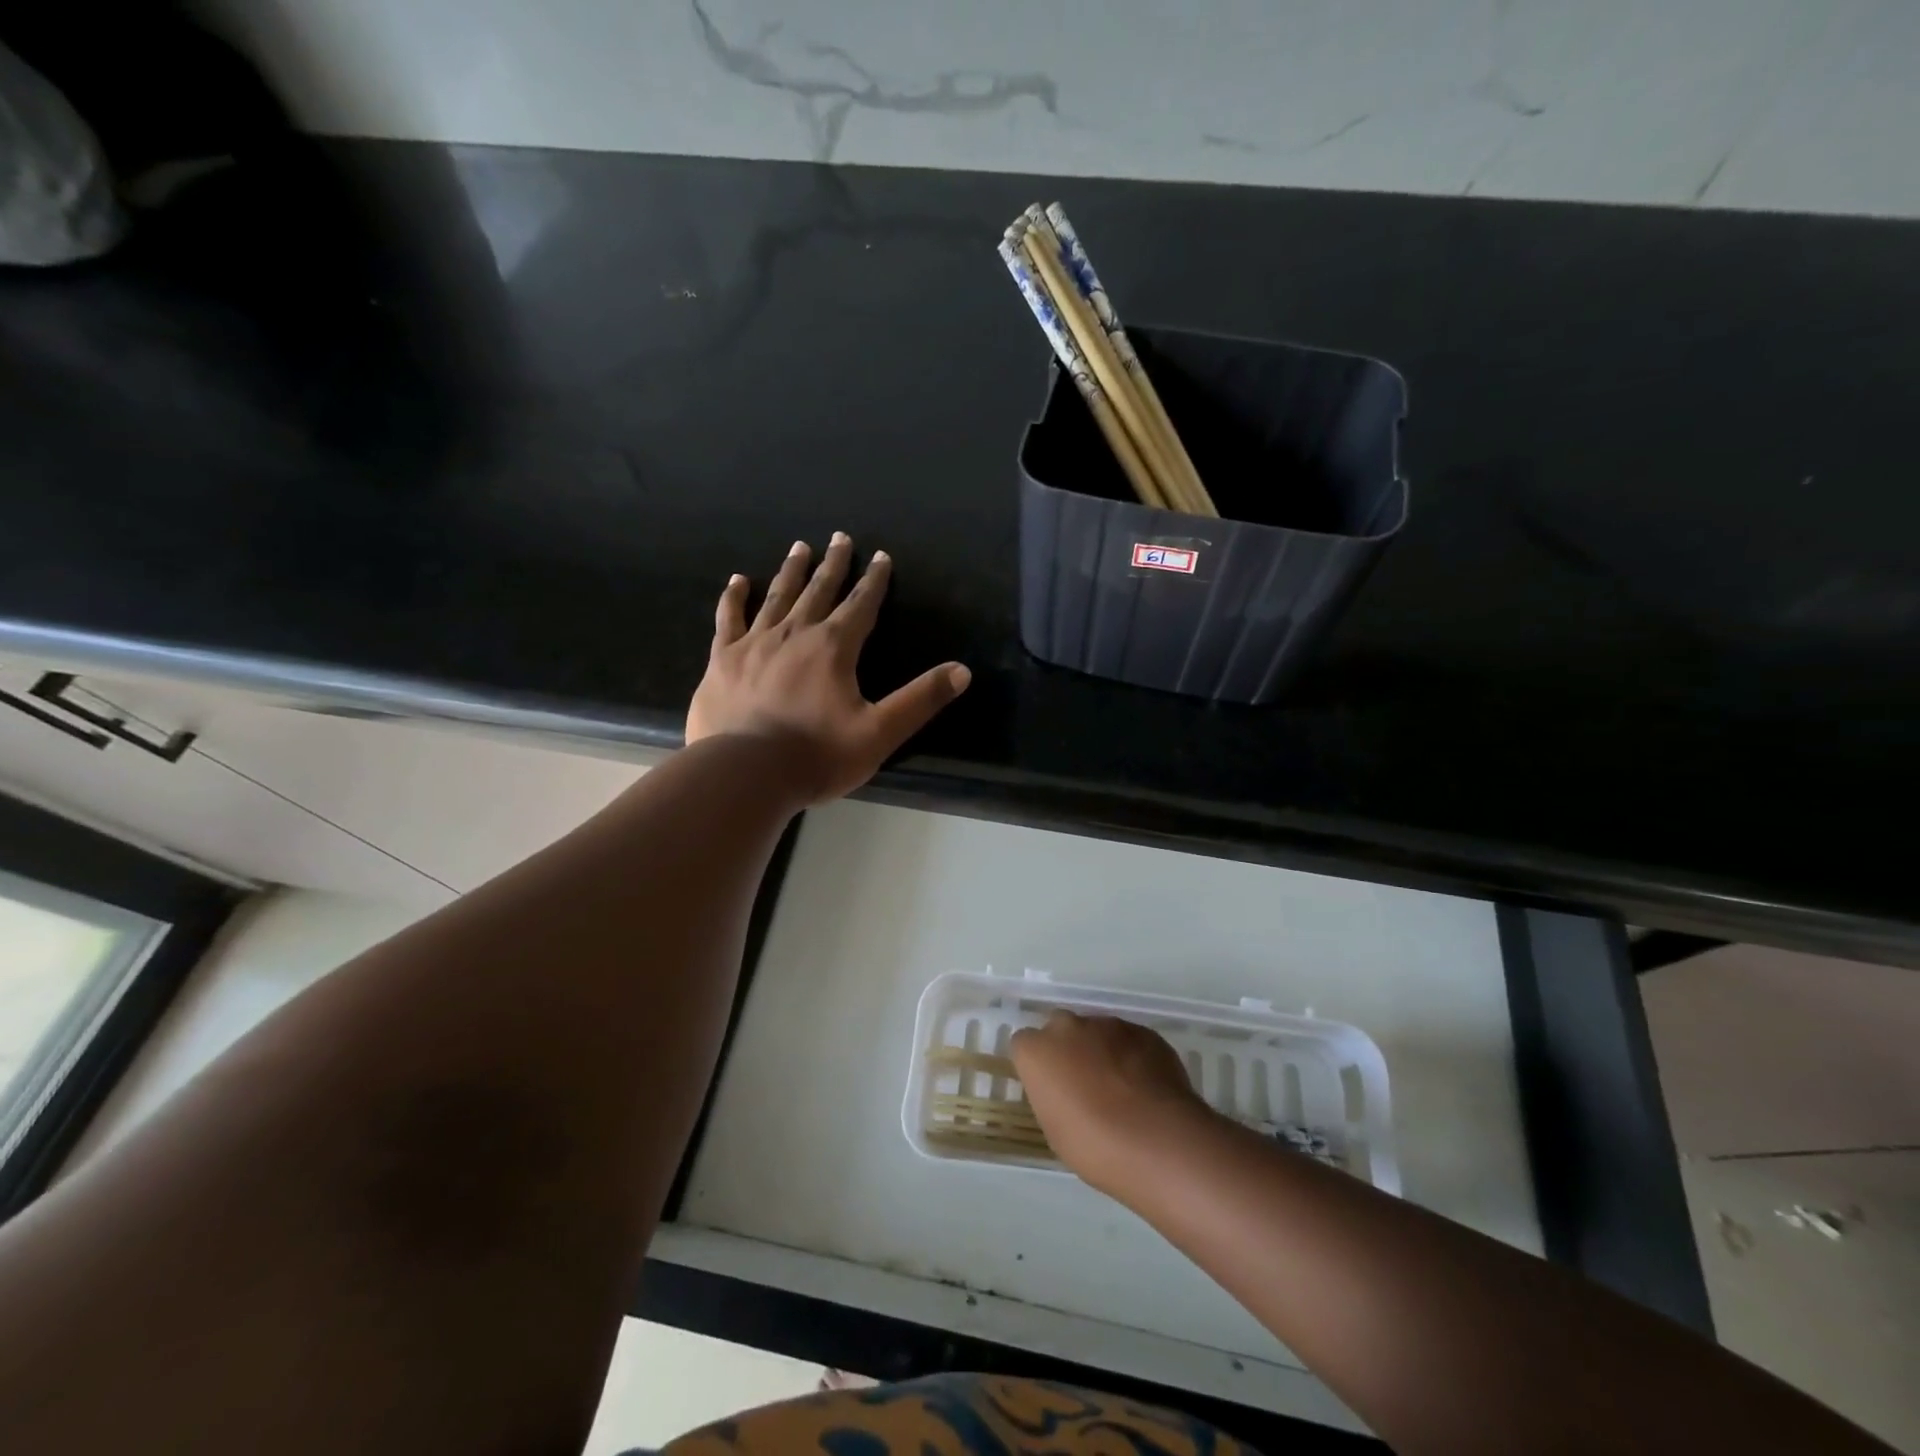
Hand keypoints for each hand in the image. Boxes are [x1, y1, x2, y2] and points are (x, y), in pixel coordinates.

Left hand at [686, 534, 970, 803]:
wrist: (746, 774)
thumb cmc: (817, 756)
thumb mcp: (880, 733)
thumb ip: (920, 700)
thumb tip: (961, 671)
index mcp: (833, 648)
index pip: (861, 605)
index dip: (874, 581)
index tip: (881, 556)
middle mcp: (795, 634)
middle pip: (819, 590)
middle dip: (834, 564)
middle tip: (840, 537)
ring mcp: (755, 644)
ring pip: (778, 597)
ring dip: (792, 571)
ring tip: (800, 547)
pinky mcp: (723, 660)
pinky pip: (729, 619)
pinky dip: (734, 598)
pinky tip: (738, 581)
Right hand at [1010, 1011, 1215, 1195]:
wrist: (1157, 1140)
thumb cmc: (1094, 1146)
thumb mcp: (1056, 1130)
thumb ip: (1053, 1096)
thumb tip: (1065, 1090)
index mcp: (1038, 1051)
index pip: (1024, 1044)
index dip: (1037, 1066)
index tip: (1049, 1089)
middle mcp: (1069, 1027)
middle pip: (1060, 1028)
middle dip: (1067, 1049)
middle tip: (1082, 1084)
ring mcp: (1109, 1025)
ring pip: (1097, 1031)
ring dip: (1101, 1050)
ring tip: (1121, 1089)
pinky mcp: (1143, 1031)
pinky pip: (1129, 1040)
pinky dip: (1132, 1056)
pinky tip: (1145, 1087)